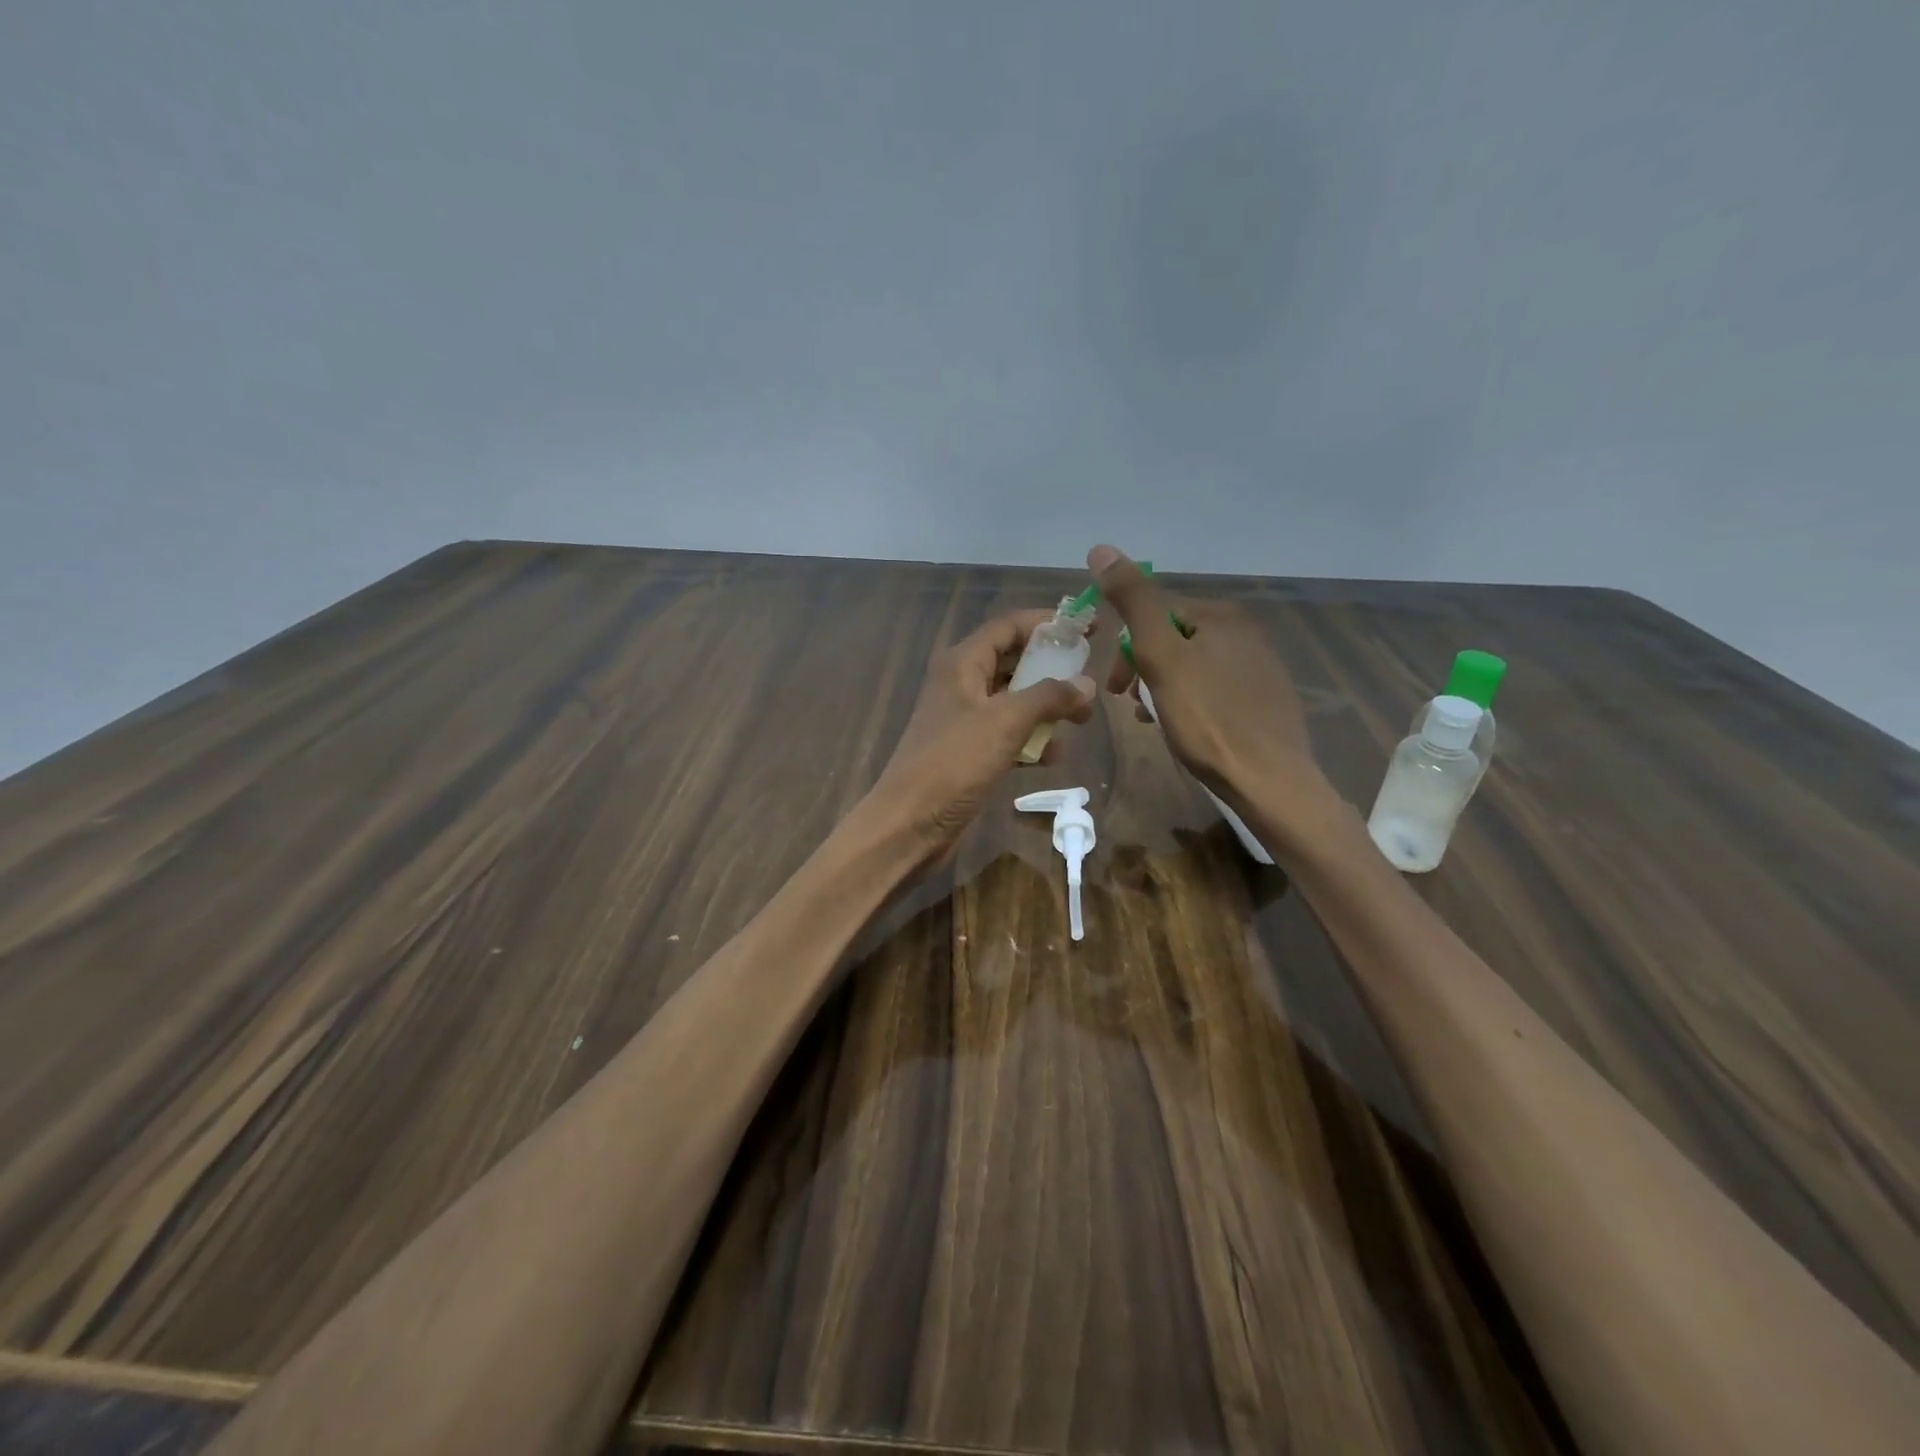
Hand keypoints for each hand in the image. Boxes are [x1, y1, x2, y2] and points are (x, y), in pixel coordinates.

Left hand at [866, 609, 1095, 869]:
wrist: (910, 824)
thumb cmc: (954, 763)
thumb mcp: (1005, 722)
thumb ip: (1049, 697)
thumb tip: (1086, 682)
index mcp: (962, 663)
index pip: (1008, 627)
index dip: (1047, 623)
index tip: (1087, 628)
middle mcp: (962, 685)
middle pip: (1013, 662)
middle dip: (1052, 668)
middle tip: (1090, 677)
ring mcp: (965, 721)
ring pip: (1014, 701)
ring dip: (1047, 707)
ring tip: (1084, 717)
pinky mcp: (970, 753)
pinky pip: (1009, 736)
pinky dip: (1032, 740)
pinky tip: (1057, 755)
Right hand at [1089, 544, 1334, 841]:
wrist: (1269, 781)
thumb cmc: (1208, 719)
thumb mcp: (1161, 656)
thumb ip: (1133, 602)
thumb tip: (1102, 549)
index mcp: (1222, 615)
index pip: (1156, 612)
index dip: (1126, 648)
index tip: (1115, 687)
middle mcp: (1246, 632)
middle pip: (1174, 639)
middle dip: (1144, 668)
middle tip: (1132, 705)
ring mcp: (1260, 666)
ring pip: (1192, 665)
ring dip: (1163, 687)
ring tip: (1155, 721)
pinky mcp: (1266, 698)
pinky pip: (1214, 688)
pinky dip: (1190, 701)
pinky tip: (1186, 728)